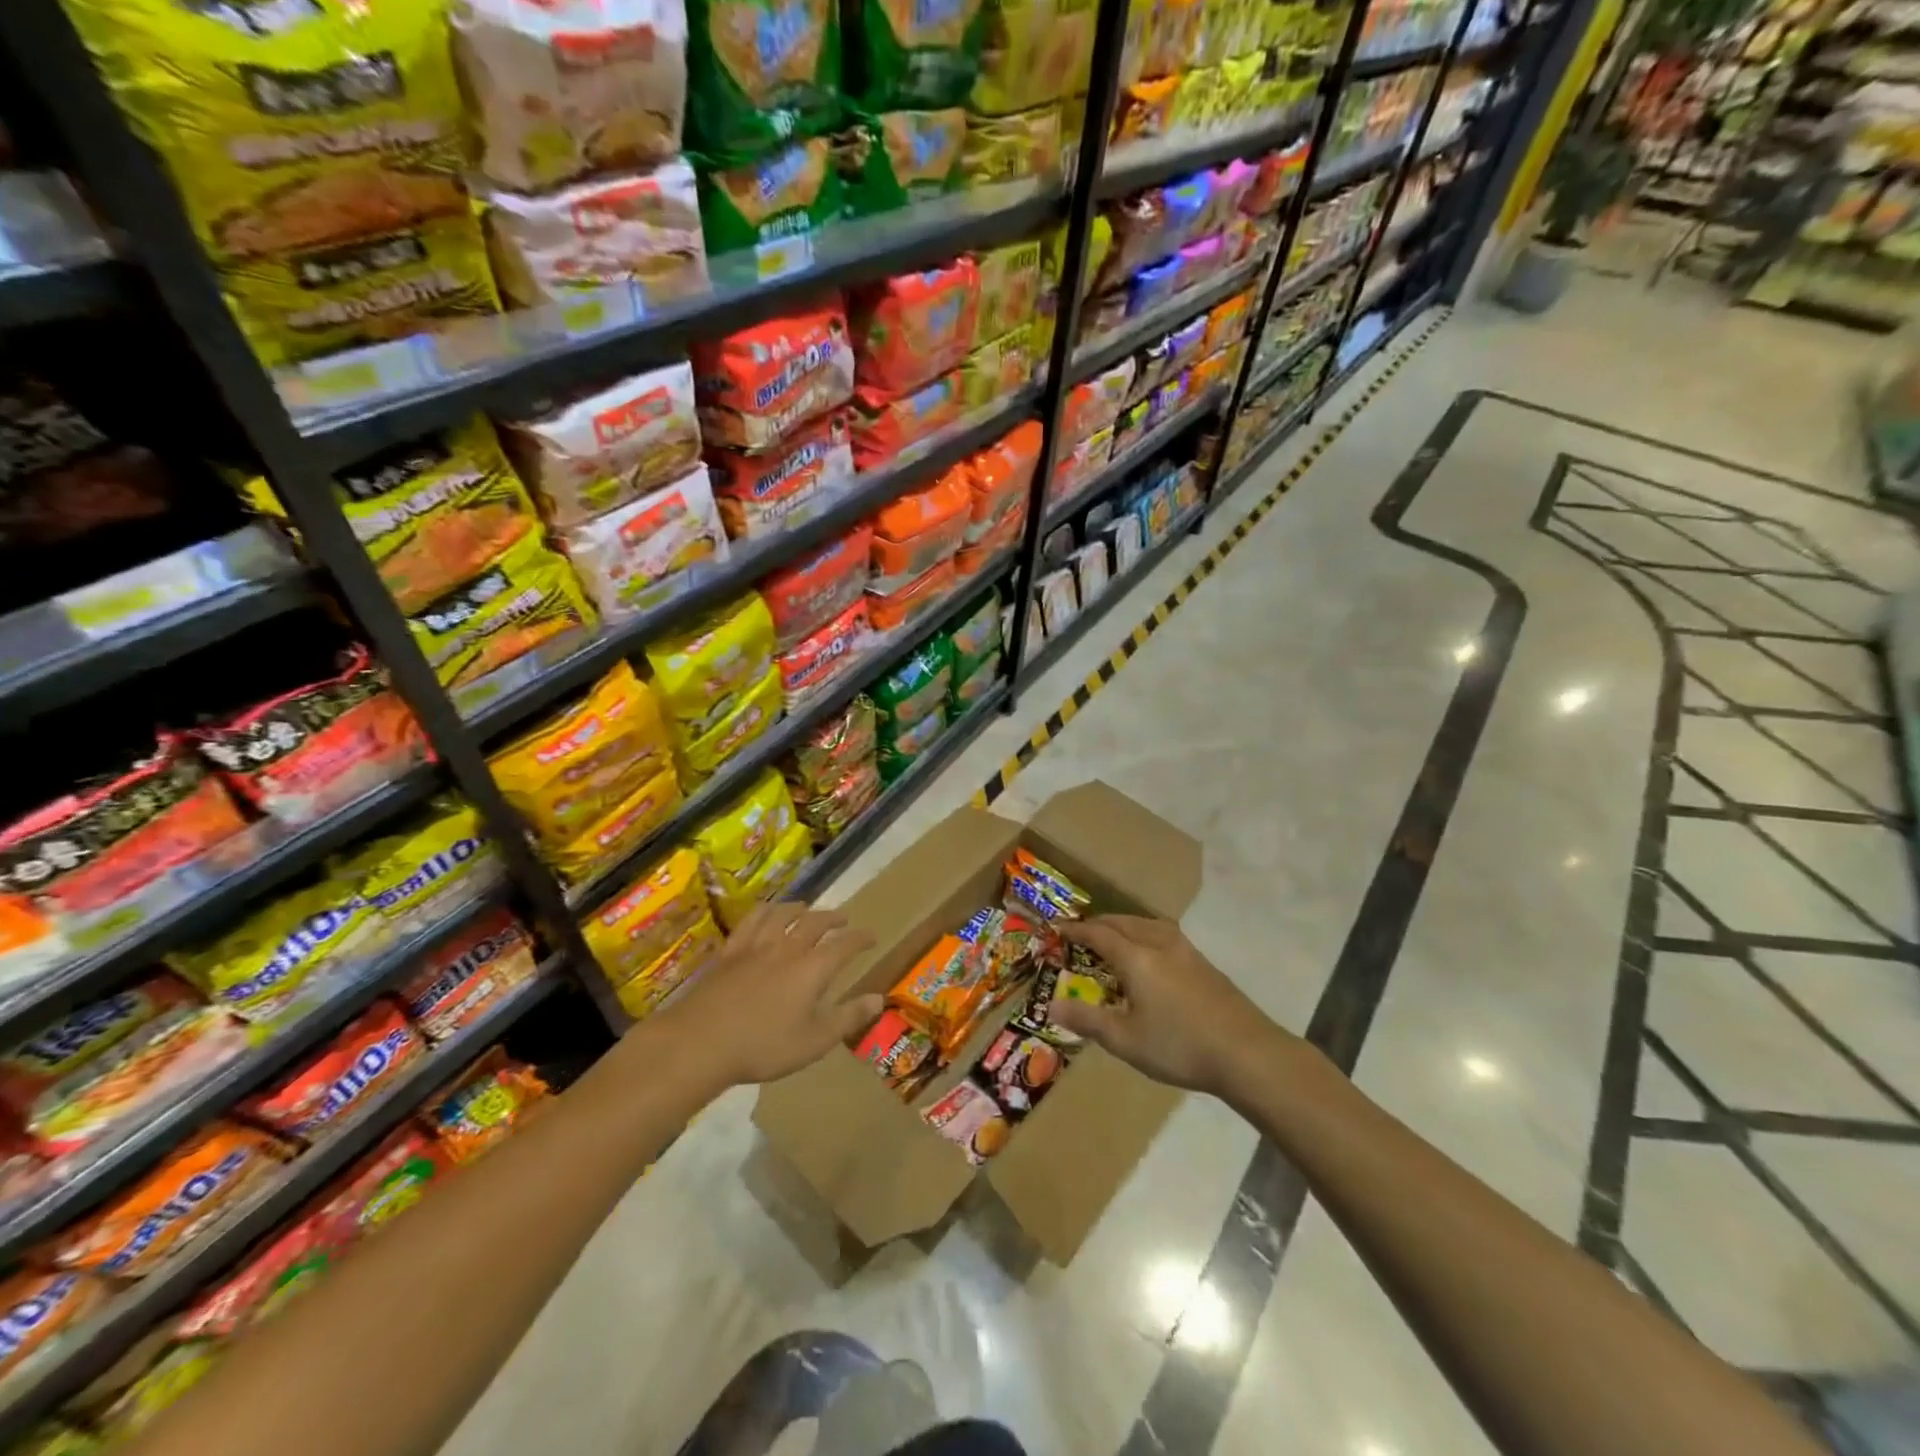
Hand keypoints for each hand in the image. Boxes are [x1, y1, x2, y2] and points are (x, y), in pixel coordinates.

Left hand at [663, 901, 879, 1087]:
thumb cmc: (763, 1046)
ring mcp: (755, 946)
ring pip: (782, 914)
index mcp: (812, 969)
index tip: (871, 936)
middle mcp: (787, 948)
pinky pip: (751, 921)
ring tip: (806, 908)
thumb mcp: (814, 1041)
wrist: (700, 1042)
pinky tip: (766, 913)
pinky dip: (764, 911)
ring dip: (799, 908)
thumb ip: (848, 1017)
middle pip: (815, 922)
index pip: (844, 945)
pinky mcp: (730, 951)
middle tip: (843, 919)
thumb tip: (879, 999)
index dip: (861, 938)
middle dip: (833, 918)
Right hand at [1048, 915, 1294, 1098]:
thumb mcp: (1125, 1040)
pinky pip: (1165, 935)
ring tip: (1115, 937)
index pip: (1098, 933)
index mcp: (1136, 957)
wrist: (1247, 1053)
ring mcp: (1186, 951)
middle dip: (1099, 923)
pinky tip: (1151, 955)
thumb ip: (1088, 1020)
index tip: (1058, 928)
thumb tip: (1052, 1005)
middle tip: (1082, 932)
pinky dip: (1146, 934)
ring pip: (1147, 924)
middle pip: (1123, 922)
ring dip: (1125, 925)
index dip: (1076, 930)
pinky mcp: (1204, 964)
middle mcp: (1159, 944)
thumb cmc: (1179, 1045)